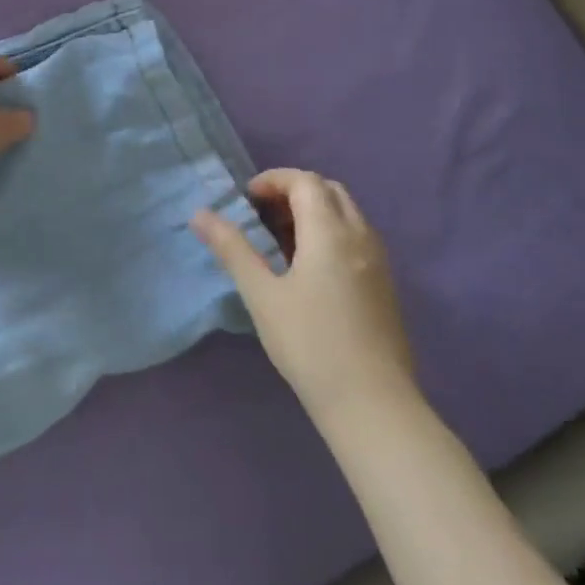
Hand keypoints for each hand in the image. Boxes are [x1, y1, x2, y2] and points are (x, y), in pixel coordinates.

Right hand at [191, 170, 418, 424]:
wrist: (372, 403)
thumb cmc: (310, 344)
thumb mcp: (261, 295)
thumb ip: (232, 249)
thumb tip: (200, 214)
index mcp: (331, 233)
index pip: (305, 181)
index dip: (273, 180)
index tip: (245, 200)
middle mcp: (361, 237)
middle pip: (329, 190)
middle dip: (293, 191)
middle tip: (260, 215)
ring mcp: (378, 261)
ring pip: (346, 214)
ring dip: (312, 211)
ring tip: (278, 240)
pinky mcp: (384, 284)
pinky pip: (356, 237)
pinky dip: (329, 232)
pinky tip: (307, 268)